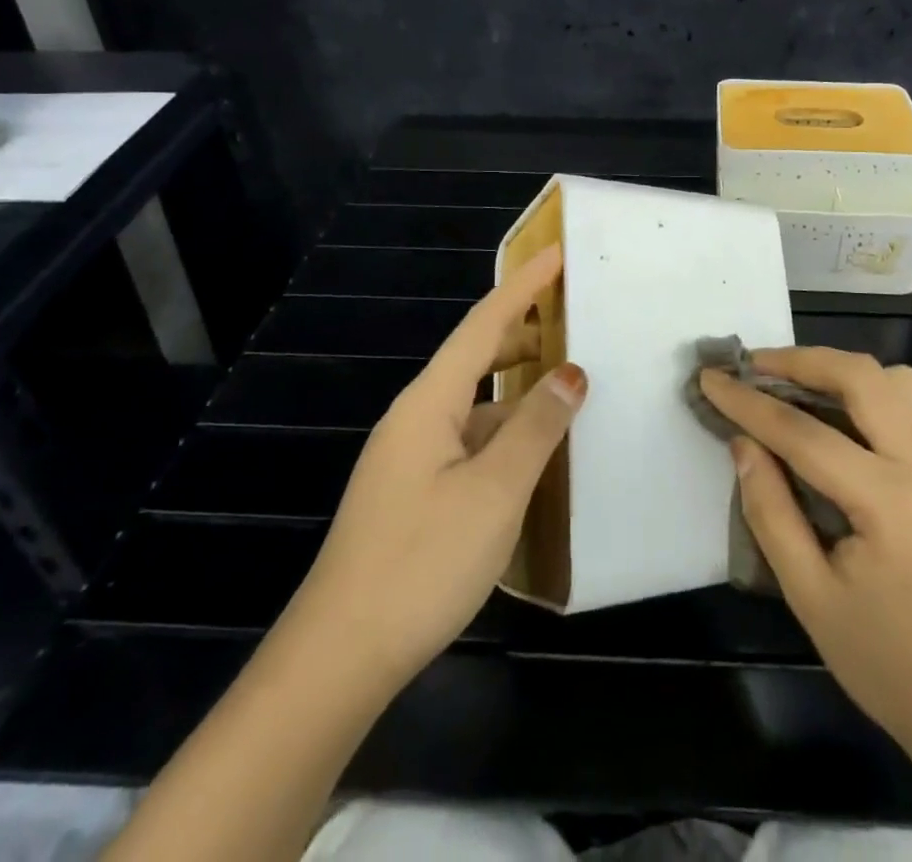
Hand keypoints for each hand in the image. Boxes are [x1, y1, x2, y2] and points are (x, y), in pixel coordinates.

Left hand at [292, 244, 583, 692]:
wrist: (340, 657)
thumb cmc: (421, 563)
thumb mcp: (494, 491)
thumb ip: (537, 427)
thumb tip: (572, 373)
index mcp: (429, 403)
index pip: (483, 325)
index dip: (522, 286)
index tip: (557, 253)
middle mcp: (416, 418)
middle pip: (474, 356)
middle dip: (522, 329)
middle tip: (572, 314)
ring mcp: (411, 458)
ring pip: (474, 402)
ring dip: (516, 384)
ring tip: (565, 378)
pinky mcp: (414, 493)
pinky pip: (469, 438)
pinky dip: (504, 427)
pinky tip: (531, 449)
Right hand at [698, 347, 911, 758]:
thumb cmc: (889, 665)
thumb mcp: (811, 597)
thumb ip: (771, 512)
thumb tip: (743, 444)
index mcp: (890, 501)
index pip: (804, 433)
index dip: (749, 403)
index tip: (709, 378)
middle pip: (860, 378)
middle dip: (800, 361)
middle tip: (753, 366)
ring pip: (897, 380)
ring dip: (842, 370)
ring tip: (798, 387)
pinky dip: (877, 392)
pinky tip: (849, 419)